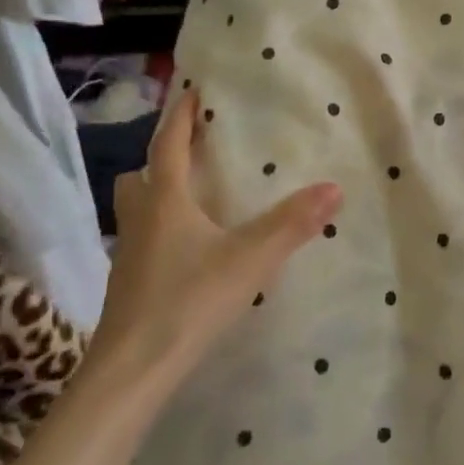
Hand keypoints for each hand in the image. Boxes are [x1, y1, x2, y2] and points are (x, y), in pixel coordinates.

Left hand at [85, 90, 341, 400]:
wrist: (131, 372)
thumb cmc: (186, 302)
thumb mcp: (249, 259)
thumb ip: (292, 224)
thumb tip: (334, 187)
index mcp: (164, 203)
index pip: (168, 147)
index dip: (180, 117)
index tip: (193, 91)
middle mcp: (140, 222)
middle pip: (140, 178)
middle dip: (161, 159)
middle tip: (194, 153)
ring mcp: (129, 257)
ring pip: (137, 212)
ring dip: (157, 196)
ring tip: (194, 199)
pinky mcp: (129, 287)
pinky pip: (144, 242)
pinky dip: (163, 232)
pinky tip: (190, 251)